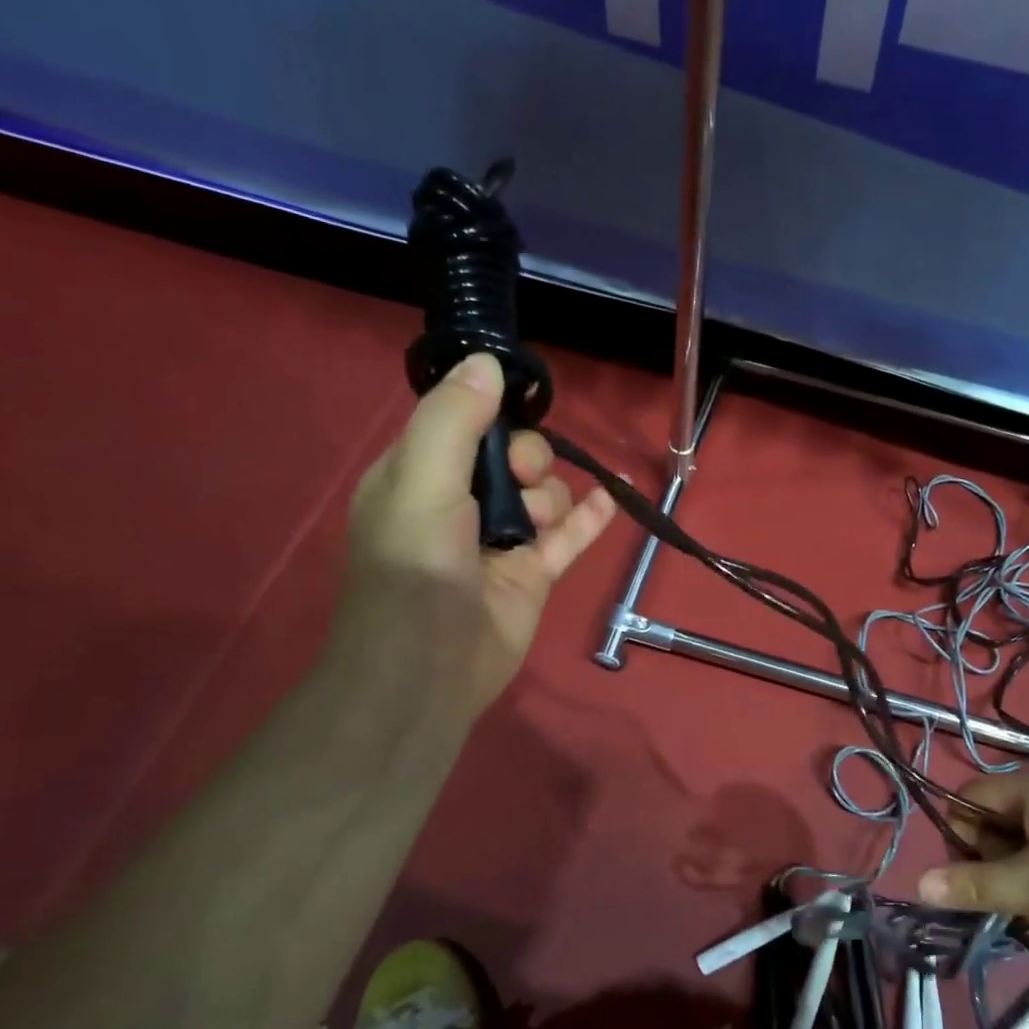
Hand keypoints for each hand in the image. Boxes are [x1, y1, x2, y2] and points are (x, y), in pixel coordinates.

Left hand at [328, 353, 616, 717]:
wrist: (429, 667)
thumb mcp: (421, 481)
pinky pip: (570, 535)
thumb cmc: (414, 568)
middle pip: (511, 455)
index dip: (491, 411)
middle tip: (519, 478)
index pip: (462, 422)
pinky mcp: (533, 573)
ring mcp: (501, 539)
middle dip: (526, 457)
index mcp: (420, 475)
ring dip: (551, 495)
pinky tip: (613, 497)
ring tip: (536, 523)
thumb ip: (452, 420)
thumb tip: (488, 361)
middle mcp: (461, 503)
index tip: (515, 407)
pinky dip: (590, 516)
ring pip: (543, 493)